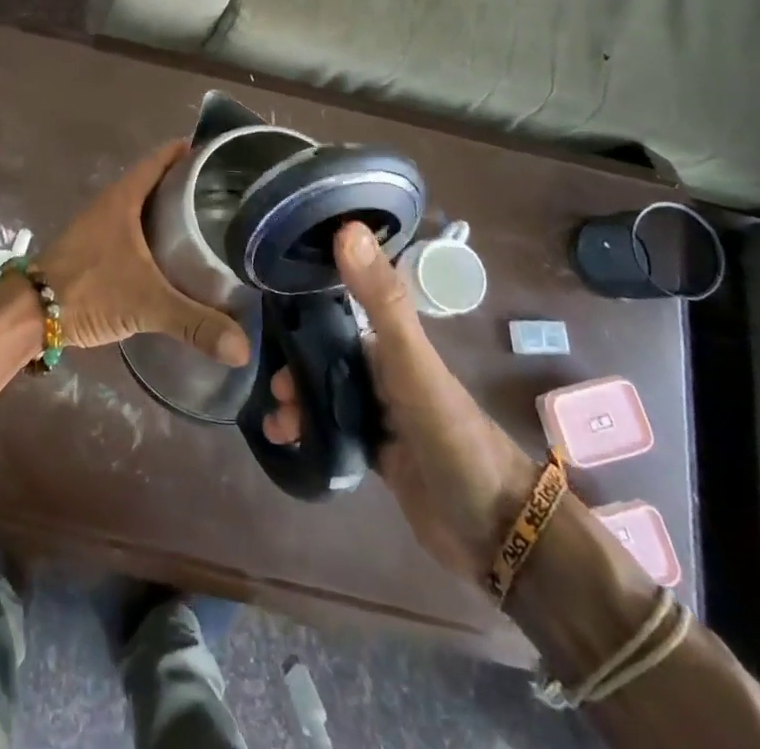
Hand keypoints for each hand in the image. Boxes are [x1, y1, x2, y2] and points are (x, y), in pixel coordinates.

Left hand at [37, 140, 250, 365]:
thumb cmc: (89, 290)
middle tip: (227, 194)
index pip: (162, 159)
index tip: (222, 156)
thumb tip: (243, 349)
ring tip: (209, 221)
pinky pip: (134, 228)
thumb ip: (195, 323)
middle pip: (156, 180)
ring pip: (144, 206)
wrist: (30, 313)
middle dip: (188, 183)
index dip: (190, 152)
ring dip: (170, 209)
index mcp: (124, 197)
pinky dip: (156, 232)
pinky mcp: (95, 247)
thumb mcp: (147, 304)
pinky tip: (175, 254)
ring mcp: (101, 225)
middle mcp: (112, 203)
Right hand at [263, 223, 533, 577]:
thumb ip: (381, 300)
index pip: (336, 316)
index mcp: (392, 345)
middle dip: (293, 368)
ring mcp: (382, 416)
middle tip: (272, 389)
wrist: (495, 531)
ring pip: (325, 396)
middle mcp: (384, 374)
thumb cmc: (451, 434)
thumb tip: (347, 228)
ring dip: (297, 404)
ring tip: (278, 424)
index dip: (300, 317)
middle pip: (324, 359)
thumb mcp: (412, 362)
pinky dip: (309, 434)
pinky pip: (333, 434)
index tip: (264, 325)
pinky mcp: (379, 457)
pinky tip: (288, 442)